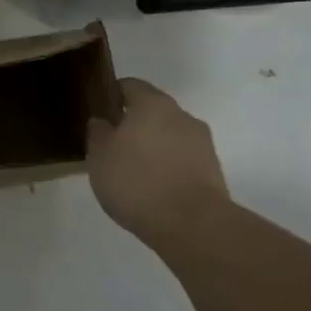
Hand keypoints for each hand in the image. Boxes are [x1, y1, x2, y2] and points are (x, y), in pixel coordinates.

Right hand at [87, 78, 230, 252]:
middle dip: (134, 124)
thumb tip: (102, 122)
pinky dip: (168, 166)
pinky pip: (182, 159)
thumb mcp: (100, 157)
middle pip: (153, 111)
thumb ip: (98, 134)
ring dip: (153, 147)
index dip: (112, 95)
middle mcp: (181, 115)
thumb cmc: (137, 182)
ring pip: (170, 136)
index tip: (100, 113)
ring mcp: (202, 143)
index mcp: (153, 104)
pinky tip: (153, 188)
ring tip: (133, 172)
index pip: (130, 85)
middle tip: (113, 146)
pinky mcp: (212, 170)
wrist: (192, 224)